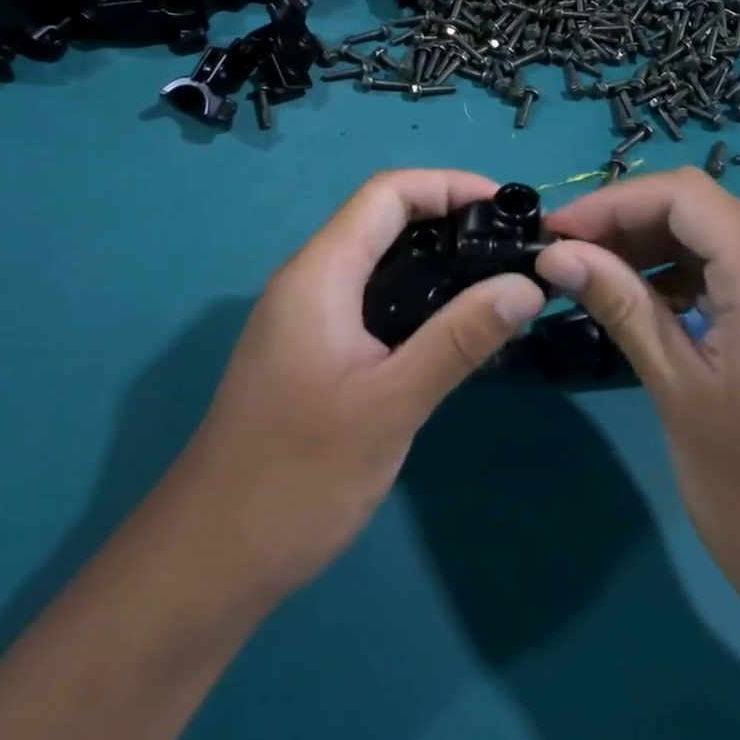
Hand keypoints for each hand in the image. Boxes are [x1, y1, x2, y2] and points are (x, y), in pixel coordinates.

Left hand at [172, 170, 545, 596]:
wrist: (212, 555)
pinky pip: (367, 297)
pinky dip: (413, 294)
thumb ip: (459, 339)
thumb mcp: (390, 404)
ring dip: (432, 257)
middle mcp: (308, 278)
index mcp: (320, 272)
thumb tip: (526, 286)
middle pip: (382, 219)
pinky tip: (449, 327)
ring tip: (493, 279)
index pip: (387, 193)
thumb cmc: (298, 474)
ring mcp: (304, 315)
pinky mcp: (309, 348)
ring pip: (375, 259)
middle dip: (447, 217)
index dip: (448, 184)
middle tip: (511, 245)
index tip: (507, 205)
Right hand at [534, 169, 739, 622]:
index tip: (556, 232)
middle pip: (707, 208)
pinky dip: (700, 270)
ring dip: (663, 244)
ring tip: (604, 275)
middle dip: (631, 221)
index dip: (612, 202)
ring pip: (729, 233)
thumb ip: (621, 306)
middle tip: (570, 255)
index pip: (684, 196)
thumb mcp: (680, 395)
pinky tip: (662, 299)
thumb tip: (555, 255)